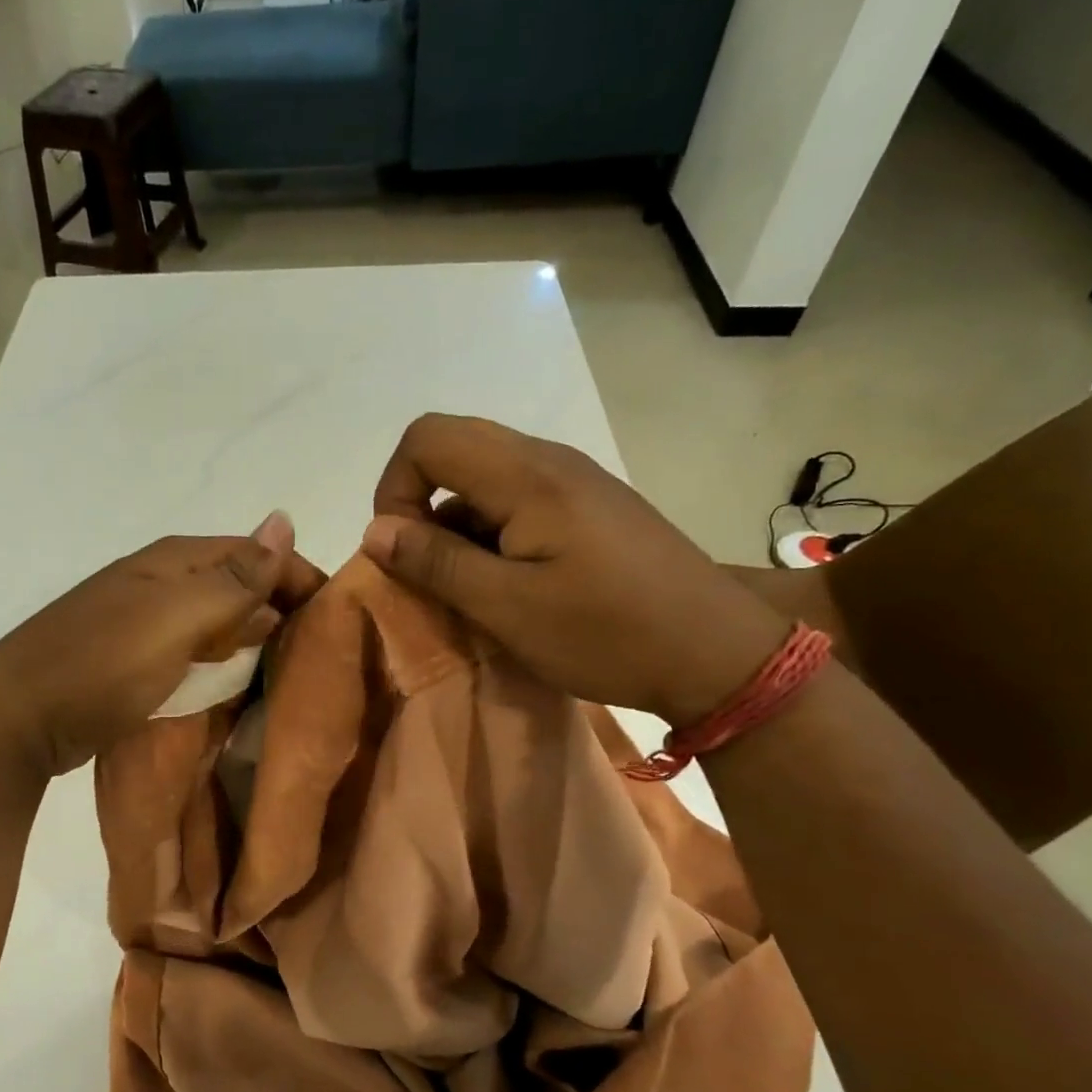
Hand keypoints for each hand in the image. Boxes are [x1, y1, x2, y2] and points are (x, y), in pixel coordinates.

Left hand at [0, 513, 315, 776]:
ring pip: (218, 618)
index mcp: (175, 561)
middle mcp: (163, 581)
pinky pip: (196, 649)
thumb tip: (284, 519)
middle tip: (325, 650)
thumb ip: (233, 578)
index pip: (257, 554)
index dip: (300, 577)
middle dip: (282, 608)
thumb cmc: (102, 664)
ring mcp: (146, 620)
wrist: (18, 717)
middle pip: (239, 584)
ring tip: (295, 668)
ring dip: (255, 636)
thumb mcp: (175, 618)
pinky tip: (240, 680)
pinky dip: (223, 659)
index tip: (340, 617)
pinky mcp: (136, 658)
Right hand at [362, 414, 788, 723]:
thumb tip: (374, 531)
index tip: (402, 551)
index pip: (427, 438)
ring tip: (468, 587)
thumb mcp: (508, 607)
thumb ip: (436, 563)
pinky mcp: (589, 507)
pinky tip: (508, 584)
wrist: (717, 653)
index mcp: (527, 475)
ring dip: (455, 524)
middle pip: (453, 448)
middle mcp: (549, 460)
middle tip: (427, 568)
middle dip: (419, 504)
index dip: (394, 488)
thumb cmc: (607, 633)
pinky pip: (516, 500)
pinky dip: (488, 533)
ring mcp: (574, 481)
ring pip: (483, 477)